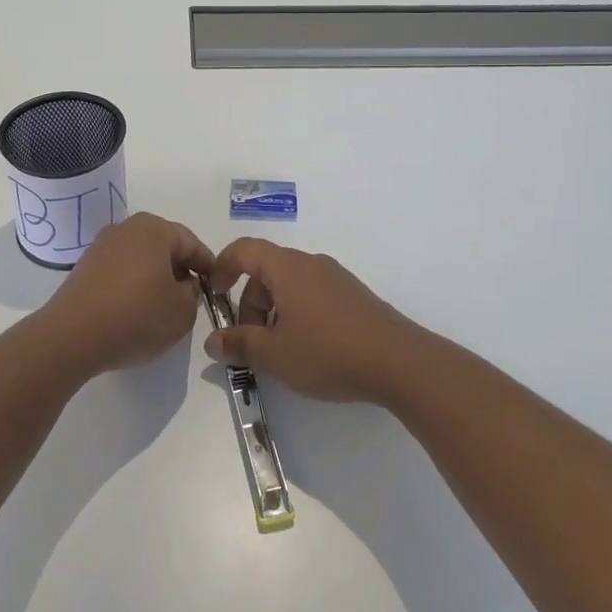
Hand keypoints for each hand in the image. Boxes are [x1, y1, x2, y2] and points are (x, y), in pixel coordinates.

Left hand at [42, 212, 213, 376]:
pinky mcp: (84, 268)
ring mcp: (101, 247)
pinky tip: (134, 312)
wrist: (71, 337)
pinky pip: (120, 272)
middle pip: (164, 248)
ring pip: (141, 260)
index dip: (208, 267)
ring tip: (162, 309)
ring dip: (155, 279)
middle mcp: (126, 228)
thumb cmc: (136, 317)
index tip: (216, 289)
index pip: (192, 243)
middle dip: (180, 271)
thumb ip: (194, 294)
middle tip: (191, 300)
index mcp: (154, 229)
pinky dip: (132, 287)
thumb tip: (183, 286)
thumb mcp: (182, 311)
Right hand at [205, 240, 426, 405]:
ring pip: (290, 285)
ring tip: (280, 352)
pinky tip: (309, 350)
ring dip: (273, 313)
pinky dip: (297, 314)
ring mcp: (335, 278)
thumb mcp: (274, 355)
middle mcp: (310, 264)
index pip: (244, 249)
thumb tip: (212, 341)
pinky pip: (312, 295)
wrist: (399, 362)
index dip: (222, 267)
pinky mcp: (353, 296)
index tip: (213, 294)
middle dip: (249, 304)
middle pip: (266, 271)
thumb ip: (239, 345)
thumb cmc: (328, 352)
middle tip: (251, 343)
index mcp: (287, 268)